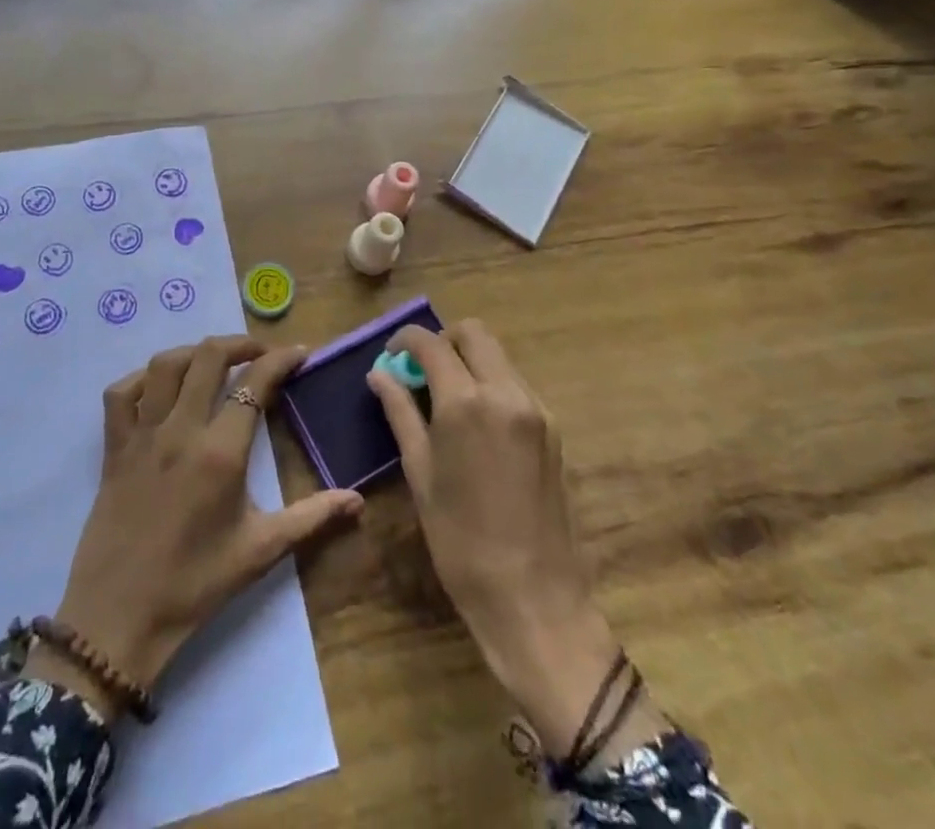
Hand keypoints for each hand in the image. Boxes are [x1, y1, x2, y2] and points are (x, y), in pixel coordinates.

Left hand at [33, 336, 362, 718]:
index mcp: (220, 452)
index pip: (255, 383)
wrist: (118, 618)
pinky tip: (160, 388)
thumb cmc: (194, 585)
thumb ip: (311, 517)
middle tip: (261, 353)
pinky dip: (142, 378)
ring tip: (214, 361)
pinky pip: (121, 393)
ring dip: (194, 352)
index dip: (281, 360)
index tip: (300, 354)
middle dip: (240, 344)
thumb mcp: (260, 551)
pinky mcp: (113, 446)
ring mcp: (142, 434)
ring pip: (164, 365)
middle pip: (208, 357)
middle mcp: (180, 430)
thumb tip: (358, 500)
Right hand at [367, 320, 666, 764]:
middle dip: (442, 341)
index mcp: (466, 403)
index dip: (405, 339)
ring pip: (498, 356)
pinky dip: (491, 383)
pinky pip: (516, 384)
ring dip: (469, 361)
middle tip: (421, 372)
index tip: (391, 355)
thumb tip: (380, 374)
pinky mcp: (553, 428)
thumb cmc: (461, 542)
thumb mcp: (420, 474)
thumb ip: (400, 413)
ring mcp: (536, 409)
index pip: (431, 343)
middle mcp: (506, 392)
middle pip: (473, 333)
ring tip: (446, 399)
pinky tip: (476, 423)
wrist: (535, 600)